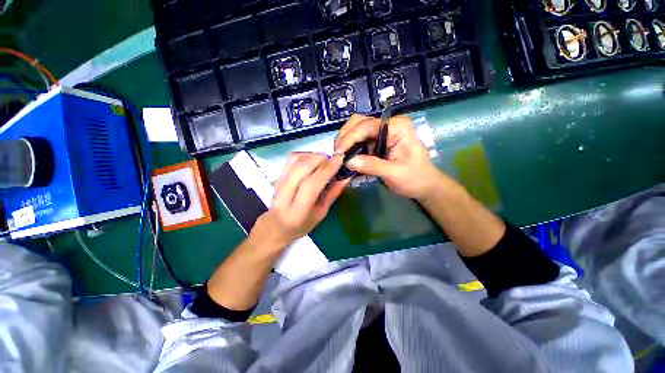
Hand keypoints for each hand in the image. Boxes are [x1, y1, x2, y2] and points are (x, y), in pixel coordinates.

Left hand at [251, 152, 348, 249]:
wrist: (276, 225)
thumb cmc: (302, 224)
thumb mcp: (321, 213)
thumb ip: (333, 194)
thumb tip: (346, 176)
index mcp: (297, 211)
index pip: (311, 185)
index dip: (327, 169)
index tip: (340, 159)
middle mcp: (284, 195)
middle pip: (301, 167)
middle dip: (321, 159)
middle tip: (334, 159)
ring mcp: (278, 183)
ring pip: (295, 160)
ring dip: (313, 155)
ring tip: (325, 160)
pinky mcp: (277, 175)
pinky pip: (291, 158)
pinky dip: (305, 154)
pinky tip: (314, 160)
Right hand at [335, 114, 448, 199]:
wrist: (424, 185)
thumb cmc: (415, 178)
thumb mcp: (394, 173)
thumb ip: (372, 165)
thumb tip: (348, 161)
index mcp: (397, 126)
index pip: (367, 126)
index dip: (349, 138)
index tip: (338, 153)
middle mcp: (388, 125)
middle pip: (359, 122)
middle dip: (345, 137)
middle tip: (337, 155)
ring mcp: (382, 133)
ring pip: (357, 130)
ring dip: (346, 142)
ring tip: (340, 157)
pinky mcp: (378, 142)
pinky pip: (360, 141)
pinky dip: (351, 148)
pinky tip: (346, 158)